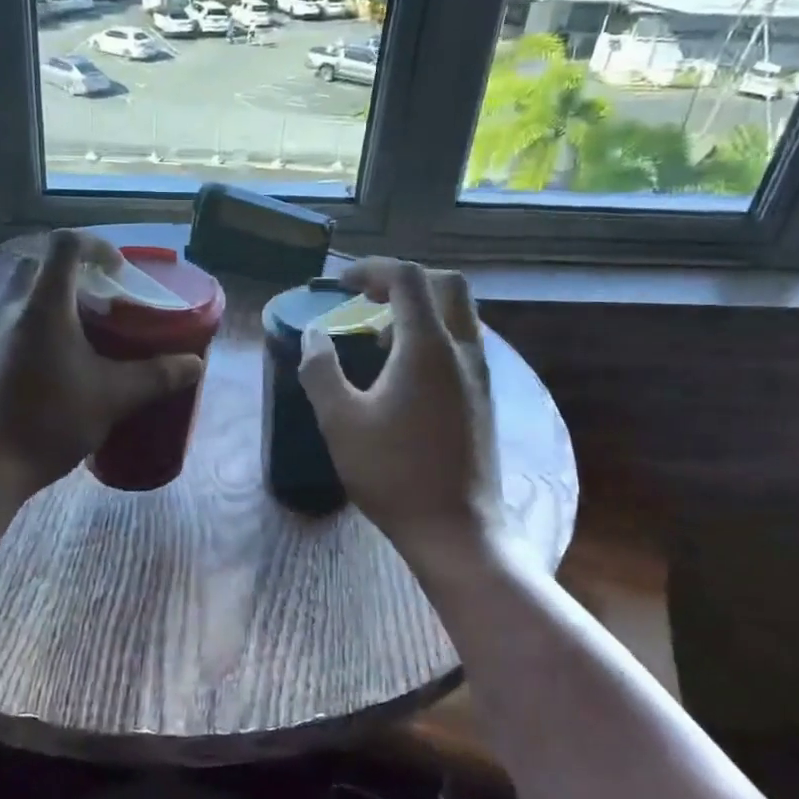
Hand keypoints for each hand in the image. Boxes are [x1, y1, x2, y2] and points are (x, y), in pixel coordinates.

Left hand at [0, 230, 203, 495]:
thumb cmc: (52, 419)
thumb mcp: (115, 396)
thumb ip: (157, 375)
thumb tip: (194, 364)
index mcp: (44, 306)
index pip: (65, 244)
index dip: (97, 245)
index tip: (121, 271)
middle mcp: (15, 309)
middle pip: (44, 267)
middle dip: (80, 274)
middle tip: (109, 301)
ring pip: (31, 295)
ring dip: (63, 301)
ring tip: (95, 332)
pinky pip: (22, 322)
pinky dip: (49, 325)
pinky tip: (71, 361)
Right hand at [298, 260, 500, 556]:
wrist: (456, 528)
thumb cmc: (393, 473)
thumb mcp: (340, 421)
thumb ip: (321, 370)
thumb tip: (315, 336)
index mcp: (427, 347)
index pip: (407, 279)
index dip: (372, 270)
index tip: (340, 284)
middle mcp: (462, 350)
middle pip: (446, 285)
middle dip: (404, 280)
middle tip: (367, 297)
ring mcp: (479, 374)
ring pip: (459, 314)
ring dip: (420, 308)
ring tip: (378, 336)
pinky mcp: (484, 398)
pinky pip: (462, 343)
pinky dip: (433, 335)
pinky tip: (404, 373)